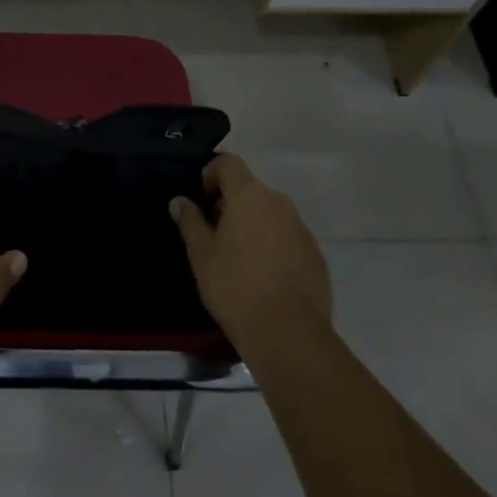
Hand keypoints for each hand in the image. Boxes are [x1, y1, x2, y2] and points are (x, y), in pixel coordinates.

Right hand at [171, 153, 331, 357]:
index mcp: (249, 195)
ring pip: (271, 214)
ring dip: (253, 225)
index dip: (211, 173)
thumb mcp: (201, 254)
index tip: (201, 198)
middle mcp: (279, 203)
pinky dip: (273, 246)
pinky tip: (263, 276)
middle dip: (231, 203)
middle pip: (250, 189)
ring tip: (238, 257)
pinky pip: (288, 238)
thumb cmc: (235, 286)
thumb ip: (190, 221)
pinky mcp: (316, 255)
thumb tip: (180, 201)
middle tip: (214, 232)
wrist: (289, 334)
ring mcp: (302, 229)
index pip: (229, 163)